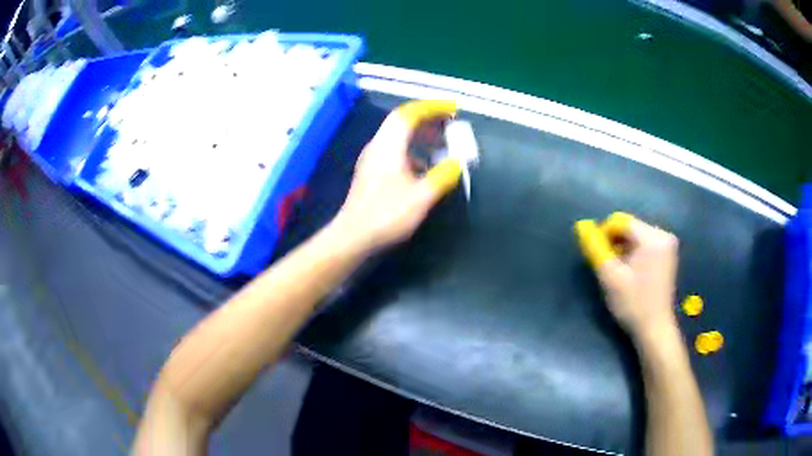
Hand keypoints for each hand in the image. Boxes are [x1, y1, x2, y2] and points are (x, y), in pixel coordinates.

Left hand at [333, 100, 462, 249]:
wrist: (353, 237)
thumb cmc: (386, 215)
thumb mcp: (421, 197)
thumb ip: (442, 176)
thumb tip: (456, 163)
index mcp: (389, 146)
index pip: (410, 114)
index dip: (433, 107)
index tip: (453, 109)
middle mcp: (378, 146)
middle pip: (402, 121)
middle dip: (428, 118)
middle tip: (449, 123)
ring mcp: (372, 159)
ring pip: (397, 135)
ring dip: (420, 134)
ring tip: (441, 142)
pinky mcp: (371, 172)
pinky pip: (394, 150)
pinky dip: (413, 150)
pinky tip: (424, 166)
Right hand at [575, 213, 679, 340]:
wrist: (654, 329)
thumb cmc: (632, 304)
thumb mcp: (610, 276)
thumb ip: (595, 248)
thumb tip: (581, 225)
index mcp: (652, 237)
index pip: (621, 221)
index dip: (604, 234)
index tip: (598, 256)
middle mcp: (663, 235)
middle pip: (630, 228)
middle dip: (615, 244)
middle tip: (608, 267)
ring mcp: (667, 245)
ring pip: (636, 237)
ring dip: (623, 250)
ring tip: (618, 272)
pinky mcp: (667, 255)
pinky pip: (645, 245)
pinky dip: (634, 255)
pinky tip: (629, 273)